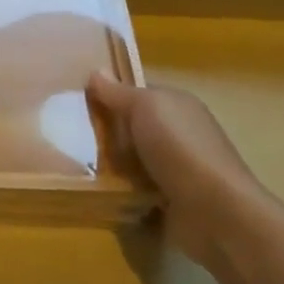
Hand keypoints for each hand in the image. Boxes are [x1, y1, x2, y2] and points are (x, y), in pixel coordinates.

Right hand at [88, 73, 275, 266]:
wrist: (214, 212)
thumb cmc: (179, 148)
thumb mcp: (145, 108)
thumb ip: (117, 92)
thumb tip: (95, 71)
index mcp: (177, 106)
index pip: (137, 94)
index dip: (110, 95)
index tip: (77, 102)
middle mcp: (178, 134)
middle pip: (130, 128)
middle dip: (104, 133)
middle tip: (70, 136)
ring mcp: (174, 169)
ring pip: (129, 161)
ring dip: (108, 165)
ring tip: (75, 165)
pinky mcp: (168, 202)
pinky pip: (133, 190)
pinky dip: (117, 192)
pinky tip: (96, 192)